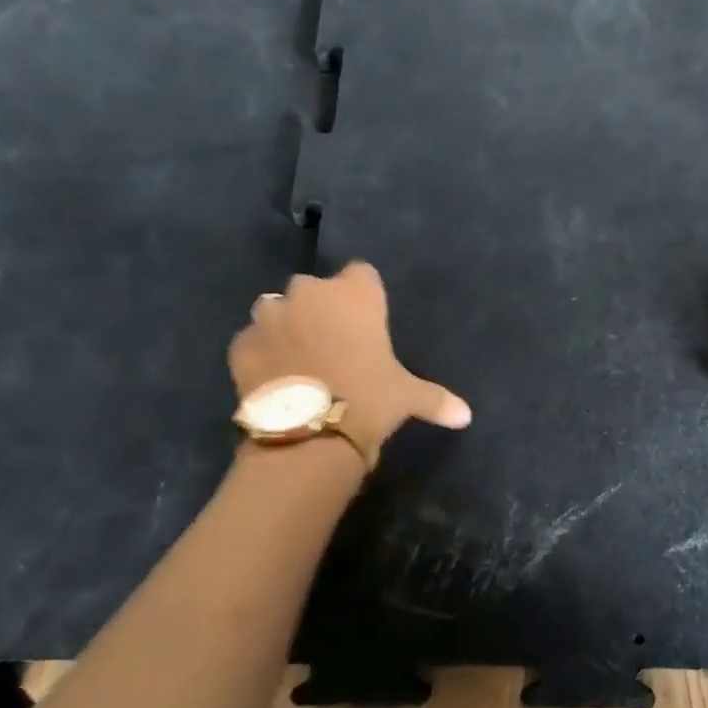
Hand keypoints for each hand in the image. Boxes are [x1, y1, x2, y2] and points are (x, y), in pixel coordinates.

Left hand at [229, 262, 469, 465]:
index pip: (361, 273)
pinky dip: (260, 353)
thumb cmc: (369, 400)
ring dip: (285, 326)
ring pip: (276, 309)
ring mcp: (270, 316)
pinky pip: (251, 340)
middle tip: (332, 345)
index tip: (366, 321)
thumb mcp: (407, 397)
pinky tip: (272, 378)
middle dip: (319, 309)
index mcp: (355, 295)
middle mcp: (310, 293)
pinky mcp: (240, 344)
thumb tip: (466, 416)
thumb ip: (436, 398)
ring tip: (297, 359)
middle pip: (314, 289)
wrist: (309, 434)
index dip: (363, 295)